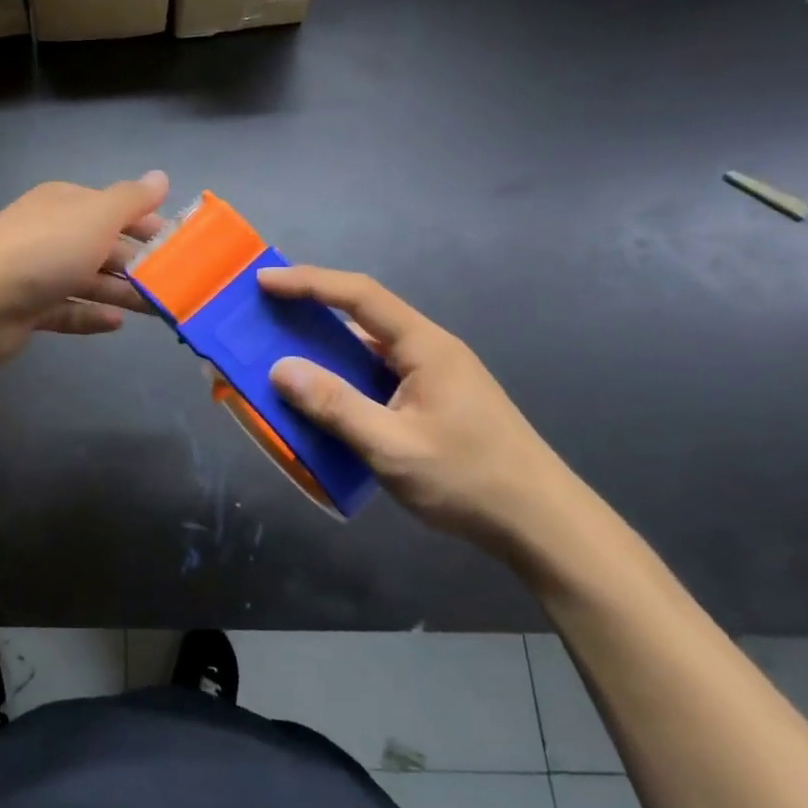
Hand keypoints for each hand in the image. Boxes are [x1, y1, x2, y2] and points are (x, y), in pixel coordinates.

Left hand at [0, 172, 168, 366]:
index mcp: (64, 203)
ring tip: (158, 310)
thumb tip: (161, 176)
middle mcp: (50, 232)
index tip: (181, 245)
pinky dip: (91, 315)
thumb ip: (131, 199)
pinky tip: (117, 325)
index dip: (148, 224)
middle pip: (103, 246)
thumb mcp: (95, 216)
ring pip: (89, 280)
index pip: (115, 208)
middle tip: (176, 283)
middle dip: (139, 263)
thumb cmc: (42, 251)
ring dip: (122, 293)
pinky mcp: (28, 308)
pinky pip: (68, 310)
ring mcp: (37, 272)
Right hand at [260, 266, 583, 549]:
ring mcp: (434, 378)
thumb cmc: (470, 480)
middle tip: (264, 318)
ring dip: (326, 351)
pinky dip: (344, 380)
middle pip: (363, 316)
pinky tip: (324, 401)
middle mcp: (429, 351)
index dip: (309, 282)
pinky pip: (378, 378)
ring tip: (282, 358)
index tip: (264, 280)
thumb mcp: (393, 446)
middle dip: (311, 312)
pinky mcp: (434, 403)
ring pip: (369, 351)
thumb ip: (335, 406)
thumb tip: (280, 370)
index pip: (360, 295)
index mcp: (424, 346)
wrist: (543, 526)